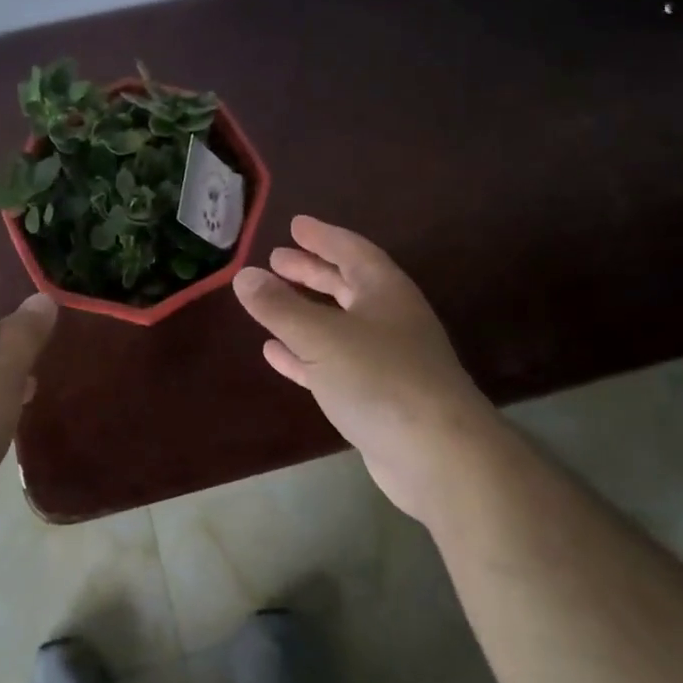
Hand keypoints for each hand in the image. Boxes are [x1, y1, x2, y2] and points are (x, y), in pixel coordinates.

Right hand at [232, 216, 489, 522]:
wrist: (439, 457)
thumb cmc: (380, 378)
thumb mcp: (321, 336)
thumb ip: (279, 306)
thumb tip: (243, 275)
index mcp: (384, 291)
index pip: (351, 250)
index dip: (322, 236)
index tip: (295, 225)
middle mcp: (389, 319)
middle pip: (345, 285)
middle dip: (311, 271)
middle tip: (276, 259)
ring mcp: (386, 360)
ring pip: (337, 324)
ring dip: (304, 311)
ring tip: (269, 301)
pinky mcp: (377, 397)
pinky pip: (333, 364)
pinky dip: (304, 354)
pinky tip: (275, 353)